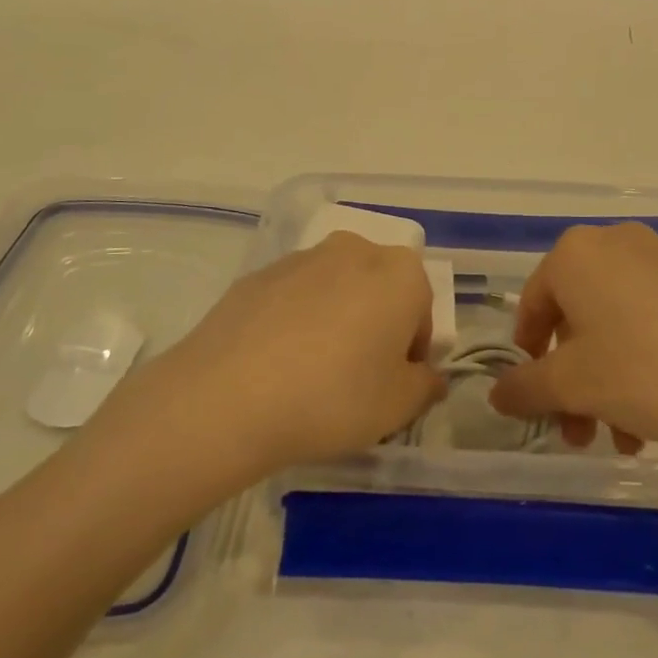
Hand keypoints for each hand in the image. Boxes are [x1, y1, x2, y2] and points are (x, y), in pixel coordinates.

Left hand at [105, 233, 444, 478]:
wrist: (229, 395)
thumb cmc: (334, 397)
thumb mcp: (398, 407)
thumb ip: (425, 386)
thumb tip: (427, 376)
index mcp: (399, 273)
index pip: (421, 310)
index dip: (412, 351)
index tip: (393, 385)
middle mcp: (354, 251)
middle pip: (378, 289)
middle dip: (376, 326)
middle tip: (357, 377)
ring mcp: (301, 258)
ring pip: (335, 289)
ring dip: (335, 320)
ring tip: (311, 374)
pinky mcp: (258, 274)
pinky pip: (293, 297)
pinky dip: (295, 322)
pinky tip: (276, 365)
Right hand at [488, 223, 657, 470]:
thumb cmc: (648, 371)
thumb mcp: (574, 385)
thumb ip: (525, 388)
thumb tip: (497, 394)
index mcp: (575, 253)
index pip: (531, 305)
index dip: (527, 357)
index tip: (537, 400)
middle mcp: (614, 244)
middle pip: (574, 319)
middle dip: (571, 381)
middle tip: (579, 431)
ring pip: (612, 326)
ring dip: (605, 383)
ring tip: (623, 438)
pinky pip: (649, 321)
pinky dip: (639, 364)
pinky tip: (654, 415)